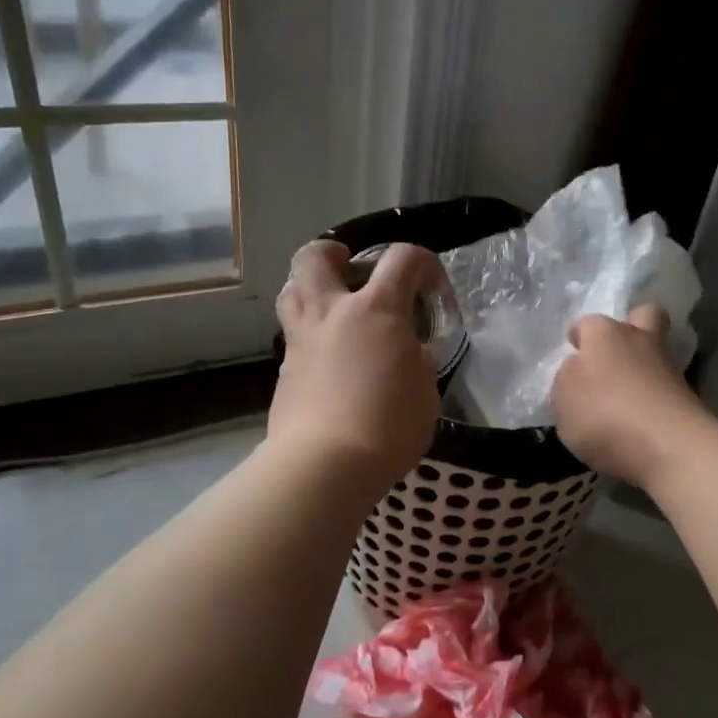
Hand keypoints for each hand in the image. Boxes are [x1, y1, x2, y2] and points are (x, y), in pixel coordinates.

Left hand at [269, 240, 443, 493]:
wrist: (326, 463)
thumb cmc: (389, 423)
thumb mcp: (426, 388)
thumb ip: (417, 358)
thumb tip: (408, 351)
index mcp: (377, 309)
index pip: (403, 258)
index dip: (424, 263)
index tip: (432, 288)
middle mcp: (332, 312)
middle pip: (315, 256)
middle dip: (334, 254)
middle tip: (352, 272)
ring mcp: (302, 340)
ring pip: (292, 290)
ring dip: (311, 288)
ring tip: (333, 308)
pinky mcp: (284, 371)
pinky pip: (294, 336)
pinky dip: (311, 336)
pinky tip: (329, 362)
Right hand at [552, 306, 711, 487]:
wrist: (669, 448)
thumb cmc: (604, 413)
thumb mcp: (562, 398)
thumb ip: (568, 379)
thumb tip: (579, 370)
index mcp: (605, 334)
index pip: (587, 324)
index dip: (579, 336)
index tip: (573, 350)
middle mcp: (640, 341)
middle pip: (644, 316)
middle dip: (631, 327)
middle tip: (613, 355)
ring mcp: (669, 369)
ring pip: (657, 355)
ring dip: (642, 370)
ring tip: (621, 402)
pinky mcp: (688, 400)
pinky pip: (664, 390)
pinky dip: (652, 400)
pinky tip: (637, 423)